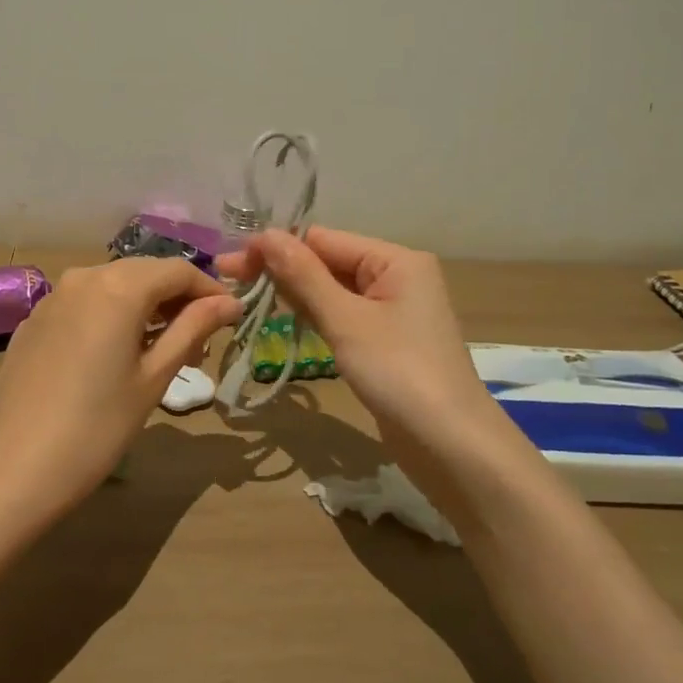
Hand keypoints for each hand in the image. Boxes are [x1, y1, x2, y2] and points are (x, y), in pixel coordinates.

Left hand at [0, 257, 241, 523]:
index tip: (231, 318)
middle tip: (201, 339)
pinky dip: (110, 315)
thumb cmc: (95, 428)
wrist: (10, 468)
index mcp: (118, 286)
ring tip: (162, 349)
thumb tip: (229, 302)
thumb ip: (192, 329)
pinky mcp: (34, 320)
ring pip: (113, 285)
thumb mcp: (153, 378)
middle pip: (144, 272)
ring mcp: (53, 297)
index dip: (209, 290)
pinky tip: (115, 352)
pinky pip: (84, 303)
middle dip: (177, 298)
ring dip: (144, 306)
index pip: (178, 270)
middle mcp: (84, 277)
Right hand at [218, 228, 497, 446]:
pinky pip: (343, 315)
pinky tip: (284, 317)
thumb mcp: (346, 320)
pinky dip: (314, 315)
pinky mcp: (387, 341)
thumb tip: (264, 234)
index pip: (323, 239)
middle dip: (281, 269)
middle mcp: (397, 277)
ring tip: (246, 296)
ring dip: (293, 292)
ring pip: (333, 290)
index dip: (276, 248)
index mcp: (395, 260)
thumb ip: (303, 276)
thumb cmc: (400, 373)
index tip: (231, 263)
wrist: (453, 448)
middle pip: (328, 262)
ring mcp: (393, 311)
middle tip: (229, 278)